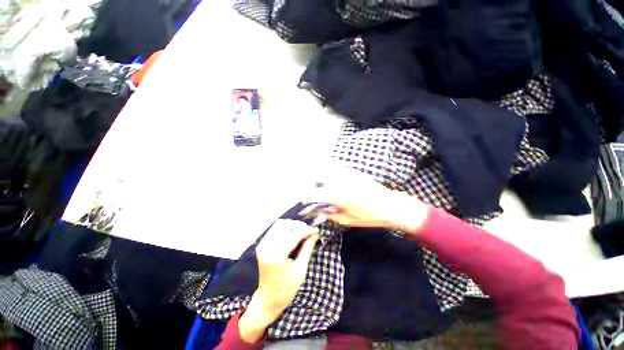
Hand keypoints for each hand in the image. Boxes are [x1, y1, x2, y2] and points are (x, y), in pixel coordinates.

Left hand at [239, 219, 318, 342]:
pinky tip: (293, 235)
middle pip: (285, 225)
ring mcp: (262, 245)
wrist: (268, 299)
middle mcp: (267, 246)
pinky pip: (274, 229)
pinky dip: (285, 229)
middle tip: (309, 232)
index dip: (306, 230)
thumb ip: (307, 248)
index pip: (294, 234)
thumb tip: (315, 234)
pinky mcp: (262, 245)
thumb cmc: (286, 288)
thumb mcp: (301, 269)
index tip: (316, 230)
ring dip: (292, 226)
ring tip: (302, 233)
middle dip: (298, 226)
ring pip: (279, 224)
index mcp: (277, 255)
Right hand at [304, 167, 428, 232]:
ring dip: (323, 174)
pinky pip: (339, 169)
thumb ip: (331, 214)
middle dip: (314, 181)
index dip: (308, 196)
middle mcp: (341, 182)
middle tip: (314, 189)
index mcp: (339, 196)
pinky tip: (335, 178)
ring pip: (329, 169)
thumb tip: (320, 210)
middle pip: (321, 176)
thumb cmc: (369, 216)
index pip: (317, 193)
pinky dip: (333, 171)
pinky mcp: (355, 172)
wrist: (390, 205)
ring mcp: (349, 175)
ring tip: (322, 181)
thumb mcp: (348, 221)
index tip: (304, 198)